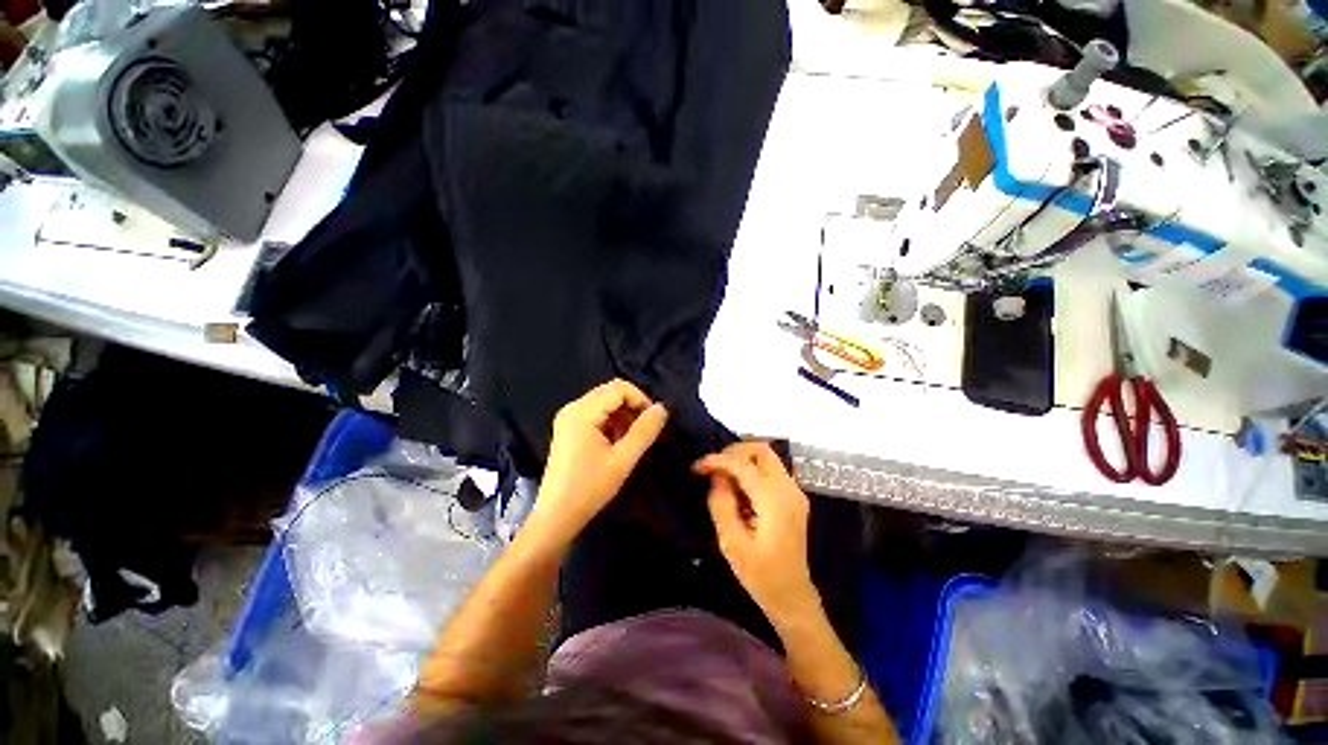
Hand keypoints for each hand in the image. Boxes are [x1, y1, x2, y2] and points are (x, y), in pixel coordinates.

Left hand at [528, 379, 668, 547]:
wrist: (556, 516)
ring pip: (605, 402)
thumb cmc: (589, 488)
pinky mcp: (568, 429)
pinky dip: (611, 422)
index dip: (641, 400)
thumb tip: (662, 408)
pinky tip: (615, 443)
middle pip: (611, 392)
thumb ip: (644, 431)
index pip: (619, 388)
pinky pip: (596, 414)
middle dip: (632, 407)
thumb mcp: (623, 459)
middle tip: (643, 432)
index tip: (652, 423)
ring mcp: (568, 418)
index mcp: (582, 411)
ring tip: (629, 441)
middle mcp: (572, 408)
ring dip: (622, 416)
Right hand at [695, 442, 819, 625]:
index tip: (697, 468)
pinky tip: (741, 487)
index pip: (743, 465)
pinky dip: (754, 469)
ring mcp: (795, 492)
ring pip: (769, 457)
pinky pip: (773, 470)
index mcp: (774, 501)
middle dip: (734, 452)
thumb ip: (722, 505)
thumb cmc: (761, 575)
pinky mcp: (794, 498)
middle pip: (762, 450)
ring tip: (724, 478)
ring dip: (744, 459)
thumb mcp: (732, 544)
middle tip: (714, 467)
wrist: (793, 597)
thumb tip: (717, 478)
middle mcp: (789, 489)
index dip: (718, 460)